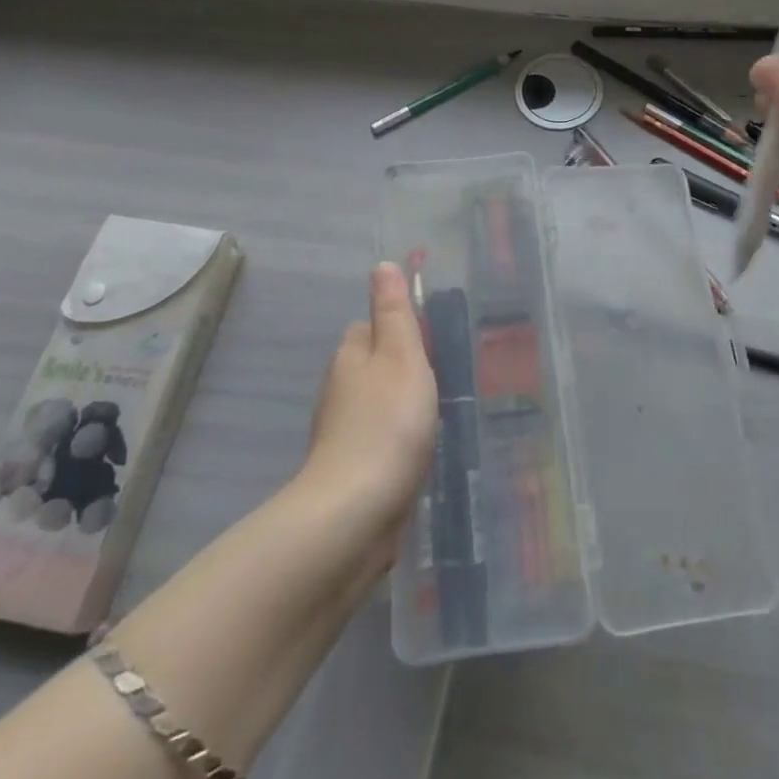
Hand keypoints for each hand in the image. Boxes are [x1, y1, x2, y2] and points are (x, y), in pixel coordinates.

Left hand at [301, 263, 438, 561]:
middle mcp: (338, 391)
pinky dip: (395, 441)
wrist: (356, 513)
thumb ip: (394, 312)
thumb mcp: (401, 356)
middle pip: (369, 366)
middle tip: (439, 377)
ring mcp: (341, 434)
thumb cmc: (388, 423)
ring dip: (398, 406)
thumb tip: (381, 265)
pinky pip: (377, 442)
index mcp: (350, 357)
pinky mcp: (351, 471)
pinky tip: (417, 453)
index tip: (427, 341)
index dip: (394, 328)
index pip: (367, 327)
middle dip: (398, 368)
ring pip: (374, 405)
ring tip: (435, 414)